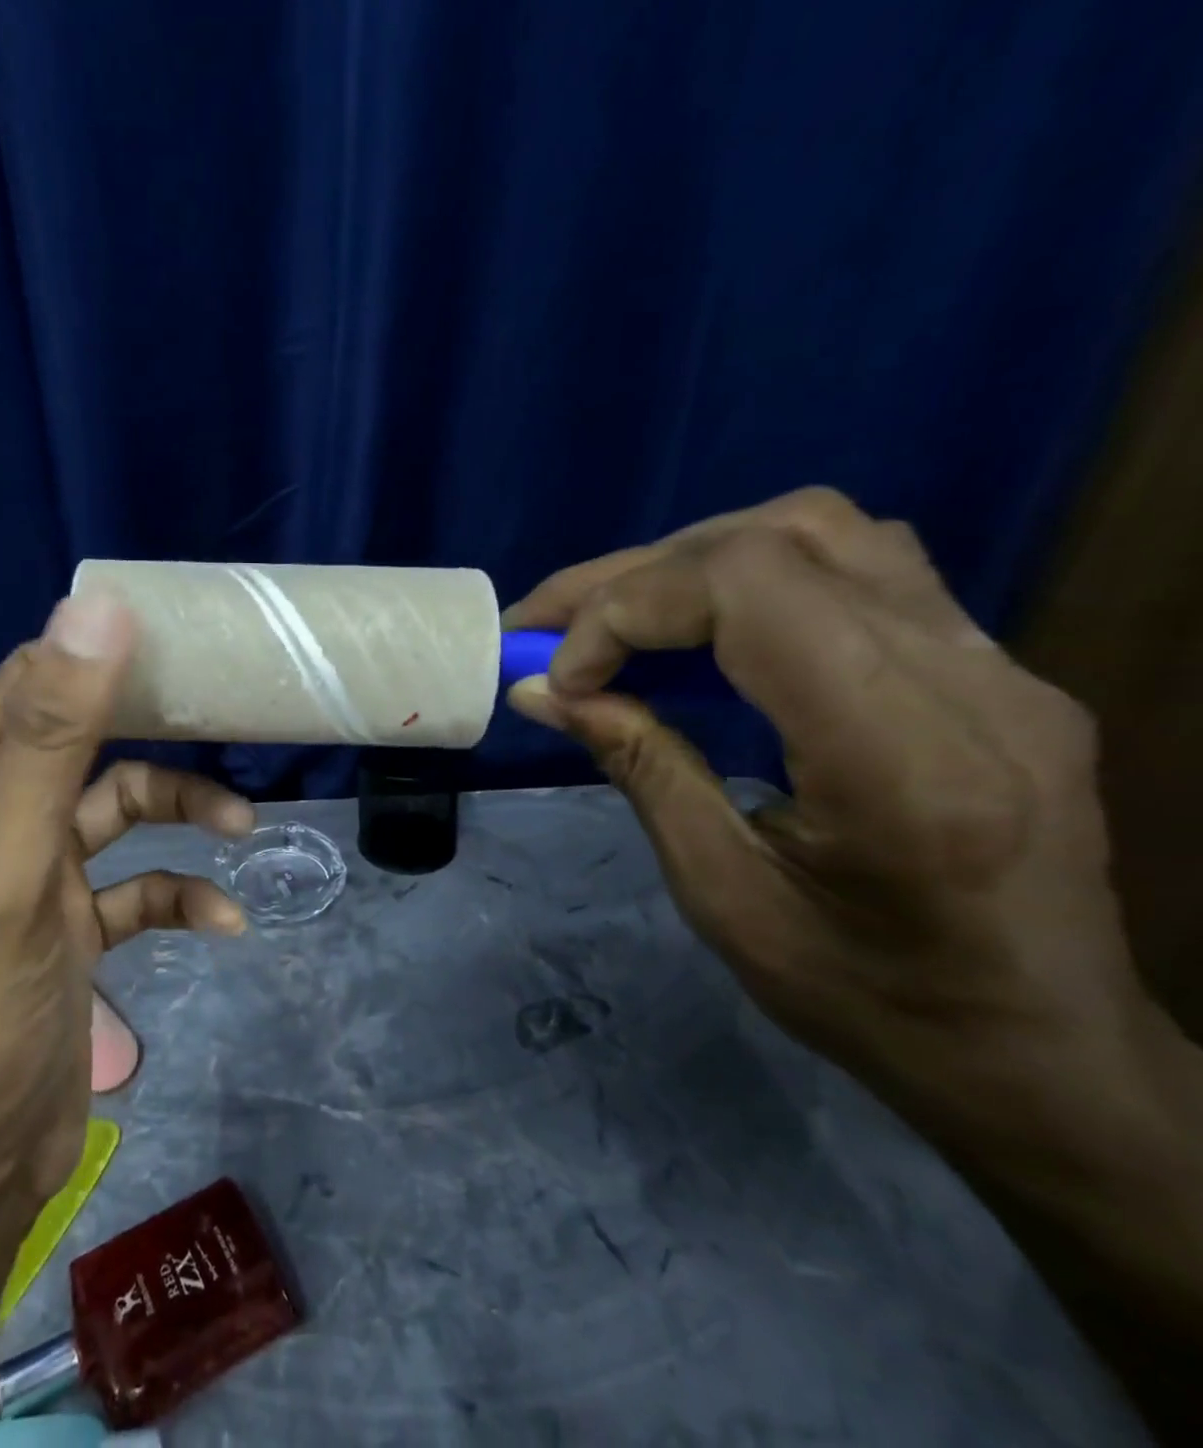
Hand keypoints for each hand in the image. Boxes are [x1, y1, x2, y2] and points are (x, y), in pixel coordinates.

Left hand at [0, 593, 252, 1205]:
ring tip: (241, 829)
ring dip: (181, 812)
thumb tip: (96, 610)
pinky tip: (222, 921)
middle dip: (158, 735)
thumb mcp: (12, 860)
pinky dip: (179, 893)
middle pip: (89, 739)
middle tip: (228, 726)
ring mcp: (39, 870)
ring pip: (122, 811)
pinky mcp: (73, 925)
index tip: (180, 645)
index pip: (35, 678)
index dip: (100, 653)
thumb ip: (49, 737)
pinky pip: (138, 886)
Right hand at [503, 489, 1146, 1135]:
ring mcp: (998, 664)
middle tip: (547, 622)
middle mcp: (969, 681)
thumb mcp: (720, 891)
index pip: (751, 588)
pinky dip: (750, 579)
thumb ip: (639, 765)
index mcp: (899, 756)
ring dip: (693, 561)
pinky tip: (702, 630)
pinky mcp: (992, 668)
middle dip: (636, 574)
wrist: (1040, 1048)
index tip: (562, 678)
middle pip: (781, 538)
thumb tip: (540, 690)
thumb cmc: (865, 995)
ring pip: (826, 531)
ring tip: (616, 616)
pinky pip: (860, 570)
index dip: (628, 608)